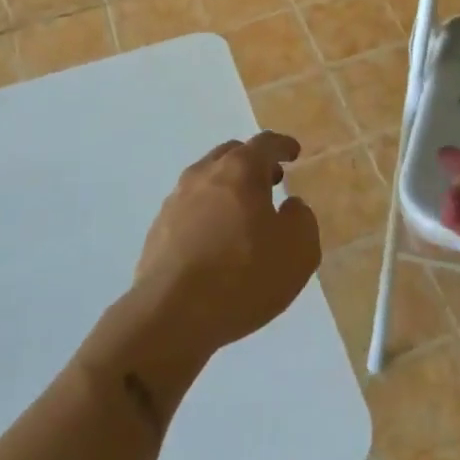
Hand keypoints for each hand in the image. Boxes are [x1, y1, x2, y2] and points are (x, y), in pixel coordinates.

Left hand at [135, 132, 321, 356]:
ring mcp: (175, 201)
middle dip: (253, 163)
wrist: (170, 317)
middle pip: (231, 155)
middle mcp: (204, 174)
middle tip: (270, 181)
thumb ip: (301, 219)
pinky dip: (207, 214)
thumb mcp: (298, 250)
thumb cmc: (243, 276)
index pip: (266, 143)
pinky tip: (214, 242)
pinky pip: (189, 209)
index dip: (283, 146)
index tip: (293, 153)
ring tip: (242, 214)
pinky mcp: (157, 230)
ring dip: (227, 188)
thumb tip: (290, 207)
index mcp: (241, 169)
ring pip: (206, 181)